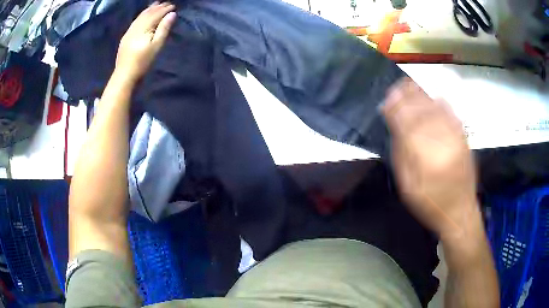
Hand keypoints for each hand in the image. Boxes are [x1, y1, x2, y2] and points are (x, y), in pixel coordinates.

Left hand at [115, 2, 175, 82]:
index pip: (156, 14)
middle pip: (147, 13)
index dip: (165, 9)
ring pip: (140, 16)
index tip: (173, 6)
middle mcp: (135, 27)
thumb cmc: (142, 62)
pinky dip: (142, 15)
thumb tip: (172, 14)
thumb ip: (163, 29)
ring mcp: (129, 31)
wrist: (124, 75)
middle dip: (157, 7)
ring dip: (149, 9)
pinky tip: (144, 14)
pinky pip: (135, 21)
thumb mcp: (156, 46)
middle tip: (166, 3)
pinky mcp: (125, 36)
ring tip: (156, 4)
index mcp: (143, 29)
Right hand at [382, 78, 479, 238]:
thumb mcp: (408, 187)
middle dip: (407, 98)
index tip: (386, 99)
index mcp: (425, 159)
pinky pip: (453, 116)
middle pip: (422, 113)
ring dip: (422, 96)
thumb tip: (395, 128)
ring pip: (436, 111)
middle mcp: (442, 144)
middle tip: (395, 86)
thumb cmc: (430, 204)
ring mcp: (455, 139)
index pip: (408, 126)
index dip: (396, 110)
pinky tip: (435, 97)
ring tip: (409, 85)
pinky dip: (443, 104)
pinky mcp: (464, 139)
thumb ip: (402, 156)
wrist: (460, 212)